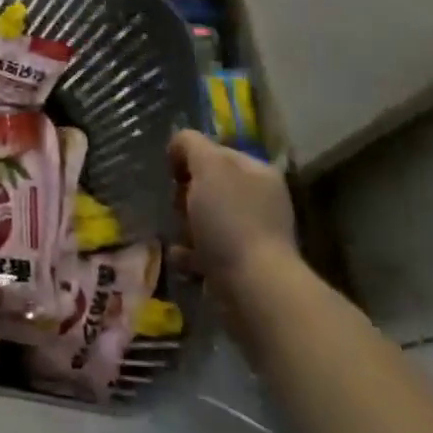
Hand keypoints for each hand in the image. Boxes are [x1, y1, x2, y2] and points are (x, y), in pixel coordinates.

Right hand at [168, 130, 297, 301]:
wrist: (254, 288)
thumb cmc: (230, 219)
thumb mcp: (208, 166)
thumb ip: (190, 144)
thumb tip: (178, 145)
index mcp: (257, 173)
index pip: (216, 151)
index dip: (190, 157)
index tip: (172, 174)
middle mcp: (260, 200)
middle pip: (210, 186)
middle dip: (186, 194)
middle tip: (177, 205)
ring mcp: (254, 235)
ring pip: (207, 218)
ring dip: (185, 224)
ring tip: (174, 232)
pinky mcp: (243, 265)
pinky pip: (207, 250)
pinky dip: (190, 252)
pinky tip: (179, 256)